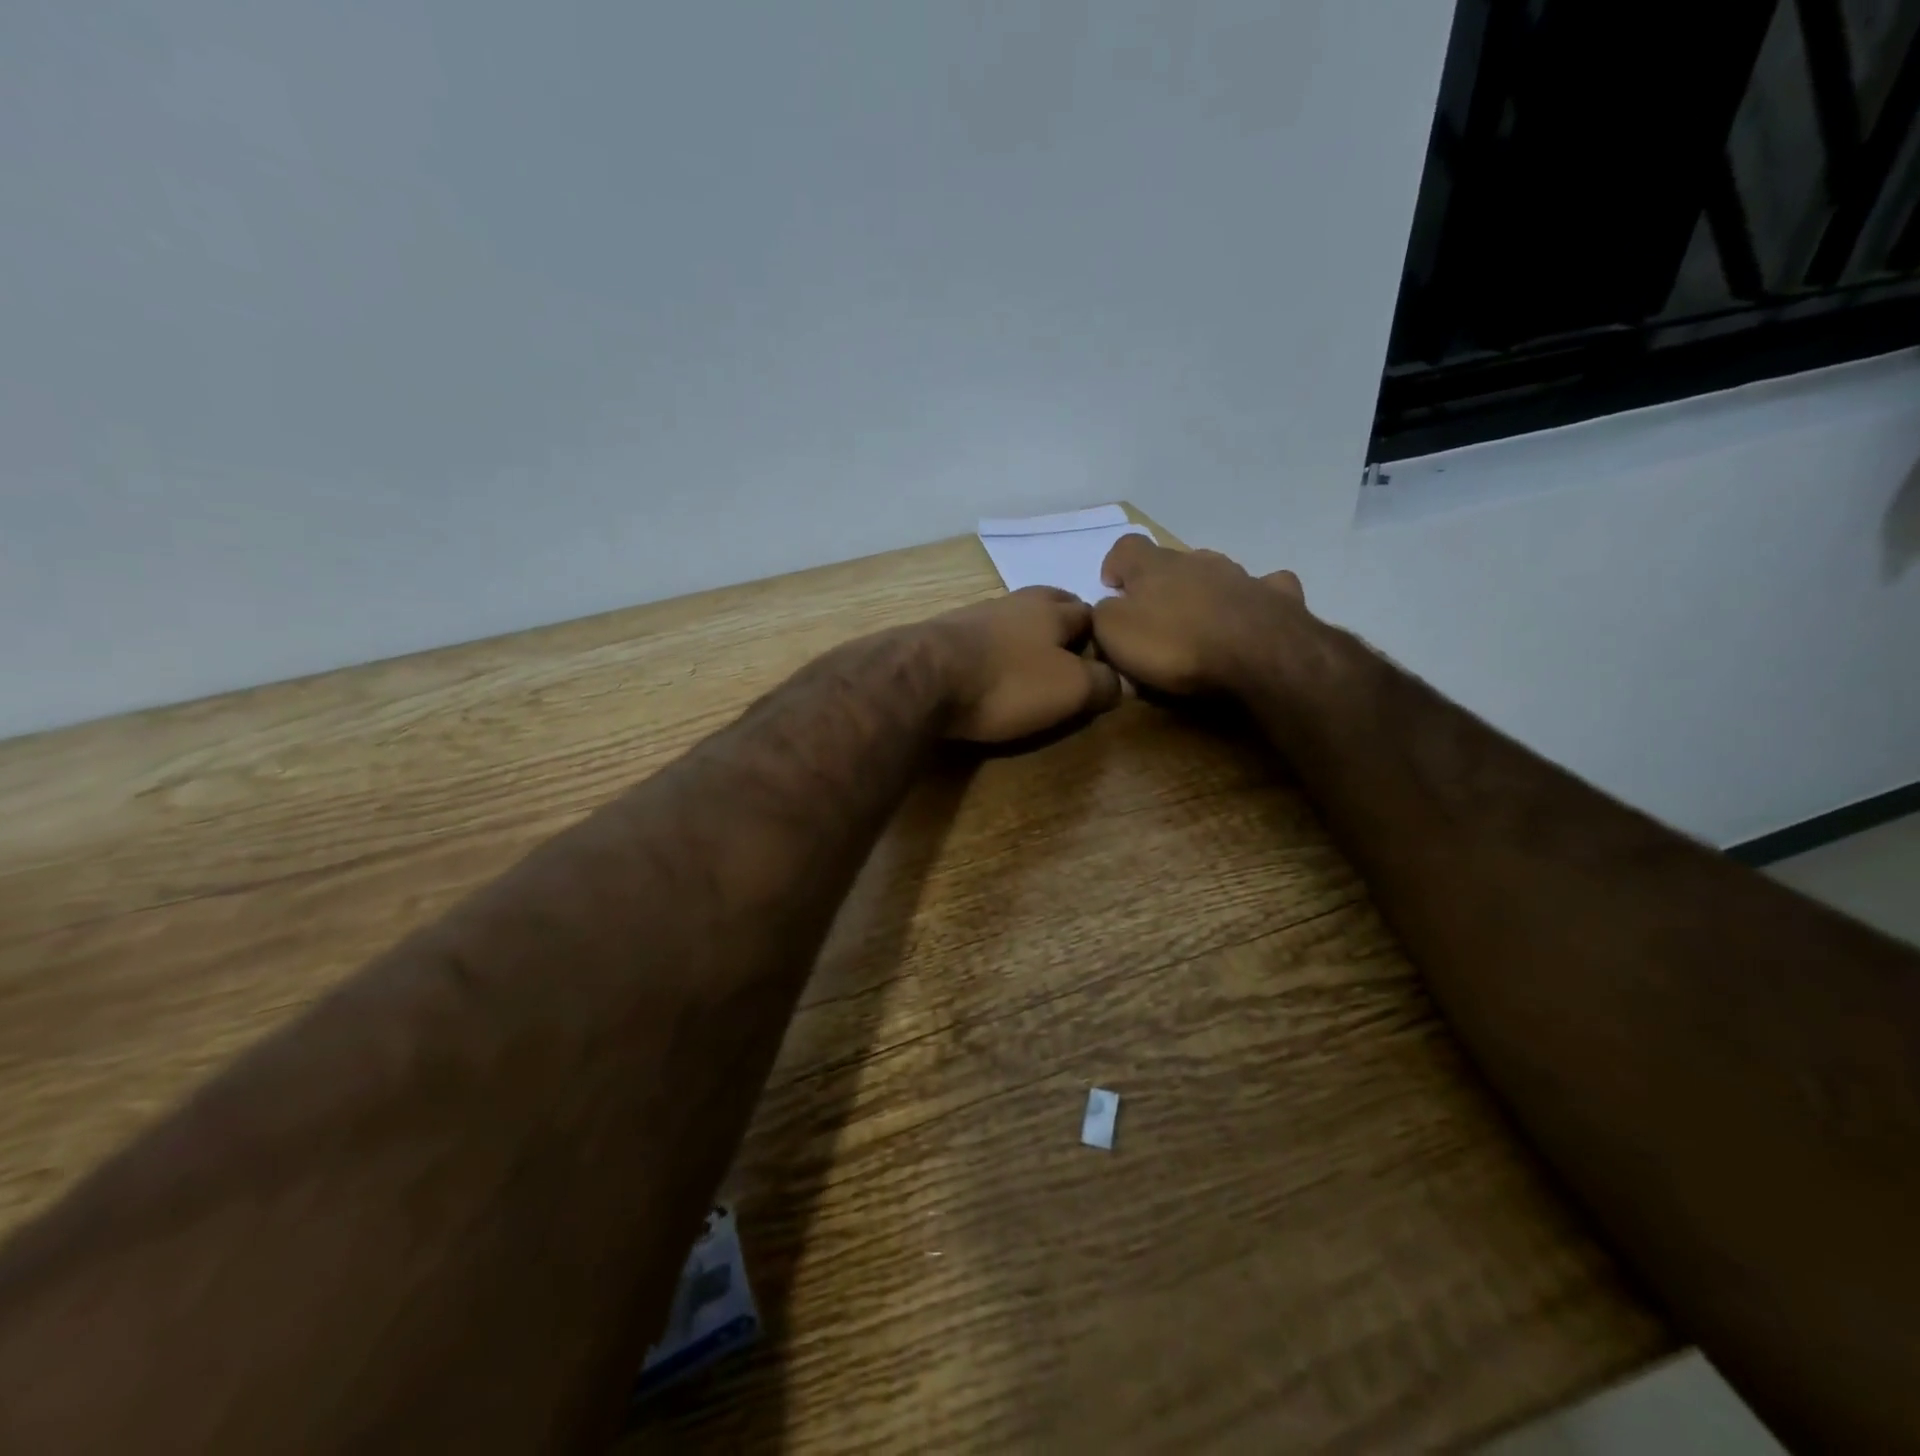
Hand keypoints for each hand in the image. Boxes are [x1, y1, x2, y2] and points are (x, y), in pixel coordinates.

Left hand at [931, 587, 1122, 742]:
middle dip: (1063, 618)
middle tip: (1070, 643)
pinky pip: (980, 633)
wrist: (924, 677)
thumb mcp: (1069, 690)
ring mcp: (974, 614)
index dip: (1099, 632)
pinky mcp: (942, 634)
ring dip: (1025, 630)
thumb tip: (1118, 682)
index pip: (1088, 612)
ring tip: (1030, 654)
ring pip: (1012, 615)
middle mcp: (1014, 603)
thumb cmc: (1007, 682)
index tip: (1102, 654)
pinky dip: (992, 644)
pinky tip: (988, 661)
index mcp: (1052, 611)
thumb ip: (1101, 683)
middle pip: (1049, 601)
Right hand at [1092, 536, 1307, 696]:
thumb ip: (1102, 615)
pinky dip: (1252, 600)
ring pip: (1216, 573)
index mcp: (1154, 566)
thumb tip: (1105, 609)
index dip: (1115, 564)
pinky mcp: (1277, 597)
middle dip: (1162, 583)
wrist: (1258, 656)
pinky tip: (1250, 616)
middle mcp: (1198, 560)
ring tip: (1200, 625)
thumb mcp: (1115, 633)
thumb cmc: (1175, 645)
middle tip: (1155, 617)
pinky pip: (1264, 589)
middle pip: (1172, 561)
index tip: (1112, 587)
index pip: (1126, 547)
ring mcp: (1242, 575)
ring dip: (1204, 591)